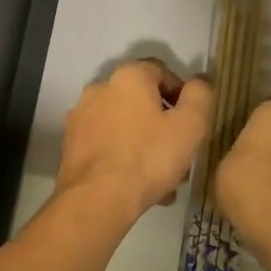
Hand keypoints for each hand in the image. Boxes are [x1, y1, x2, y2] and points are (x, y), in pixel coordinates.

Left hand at [57, 60, 212, 224]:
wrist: (96, 199)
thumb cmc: (148, 157)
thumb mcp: (190, 126)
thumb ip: (200, 97)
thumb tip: (200, 81)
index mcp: (128, 77)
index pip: (162, 71)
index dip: (183, 95)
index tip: (193, 123)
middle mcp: (100, 88)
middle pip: (142, 101)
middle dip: (164, 126)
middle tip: (181, 155)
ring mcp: (81, 116)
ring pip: (125, 126)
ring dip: (145, 145)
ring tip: (163, 180)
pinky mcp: (71, 144)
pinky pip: (107, 144)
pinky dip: (123, 157)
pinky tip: (137, 186)